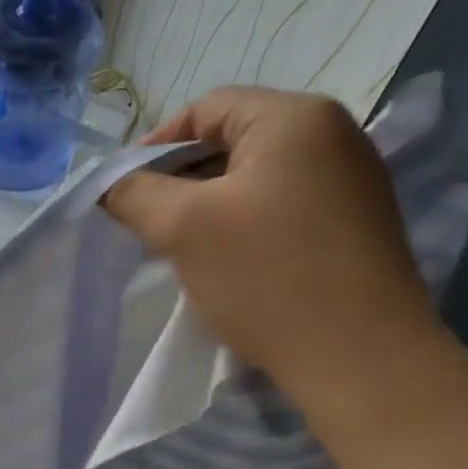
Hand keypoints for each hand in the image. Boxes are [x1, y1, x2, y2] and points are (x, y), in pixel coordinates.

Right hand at [102, 86, 443, 418]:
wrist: (360, 358)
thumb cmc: (266, 278)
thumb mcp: (182, 228)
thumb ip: (133, 193)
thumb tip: (107, 182)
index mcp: (295, 118)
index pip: (204, 109)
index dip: (154, 147)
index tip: (125, 193)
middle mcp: (334, 134)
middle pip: (231, 140)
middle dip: (180, 179)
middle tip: (148, 224)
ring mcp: (351, 180)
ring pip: (254, 177)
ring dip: (209, 205)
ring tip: (182, 247)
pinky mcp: (355, 222)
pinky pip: (281, 205)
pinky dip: (243, 223)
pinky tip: (227, 262)